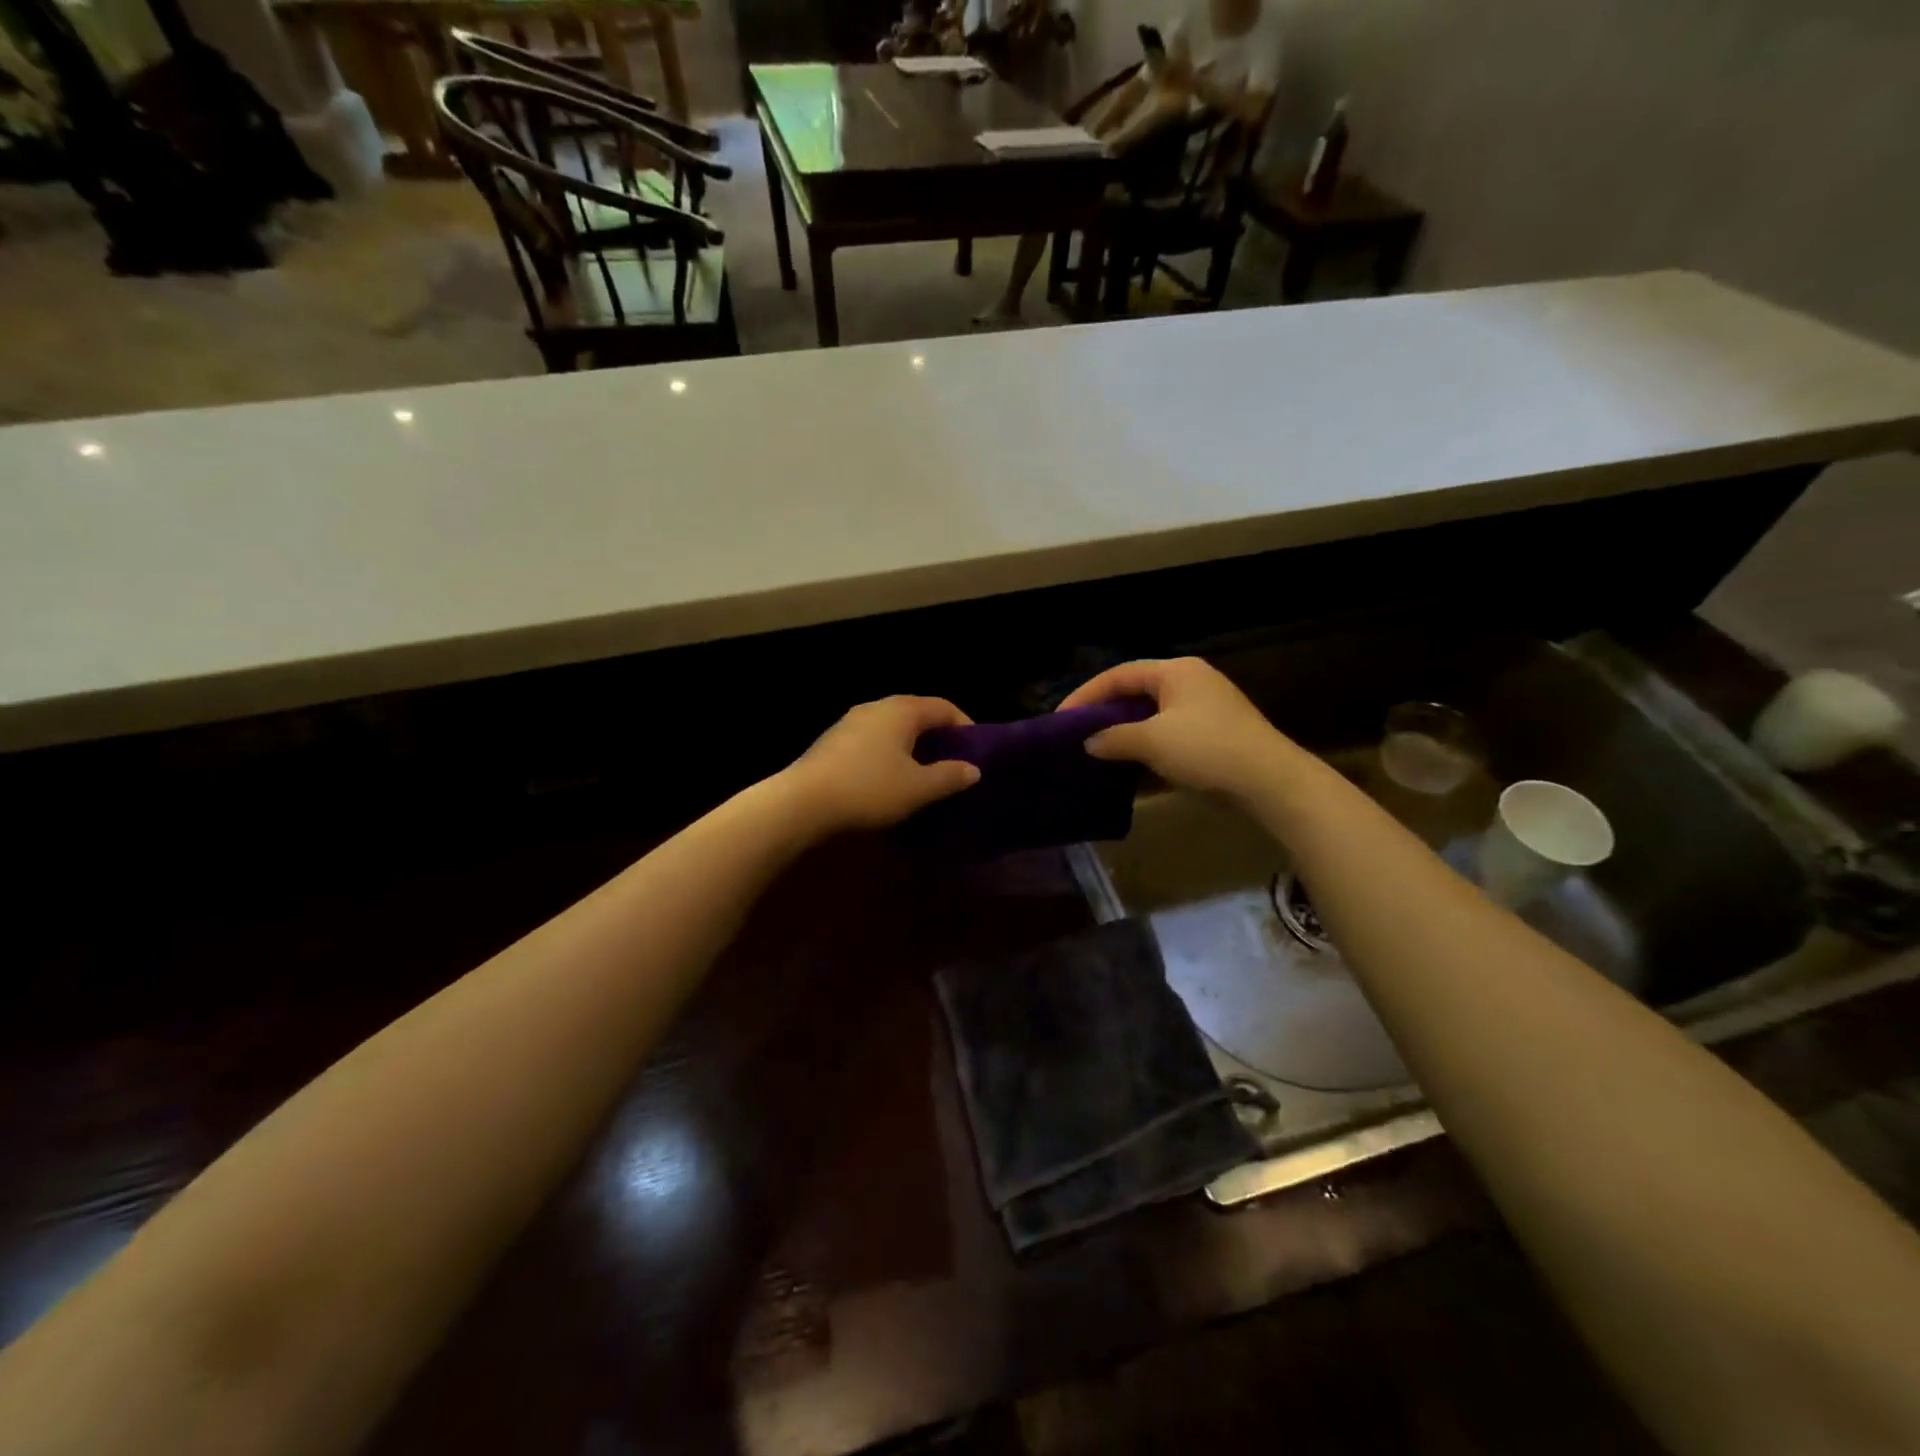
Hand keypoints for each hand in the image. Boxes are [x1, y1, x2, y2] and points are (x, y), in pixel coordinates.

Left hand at [784, 696, 981, 833]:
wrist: (802, 803)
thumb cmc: (869, 789)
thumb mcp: (918, 788)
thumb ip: (949, 776)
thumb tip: (973, 769)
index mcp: (902, 710)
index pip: (943, 707)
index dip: (965, 726)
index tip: (977, 751)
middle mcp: (876, 707)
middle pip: (917, 714)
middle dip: (938, 736)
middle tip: (952, 763)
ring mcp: (850, 722)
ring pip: (892, 728)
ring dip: (911, 746)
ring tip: (923, 773)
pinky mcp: (833, 742)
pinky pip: (872, 741)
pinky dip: (888, 754)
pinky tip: (889, 779)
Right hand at [1058, 657, 1292, 799]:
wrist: (1269, 781)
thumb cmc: (1206, 749)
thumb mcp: (1152, 741)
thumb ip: (1114, 738)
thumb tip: (1089, 742)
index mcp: (1175, 671)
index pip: (1119, 674)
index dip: (1086, 694)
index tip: (1061, 717)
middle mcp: (1191, 680)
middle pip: (1136, 689)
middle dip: (1105, 710)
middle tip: (1077, 731)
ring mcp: (1206, 705)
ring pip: (1153, 711)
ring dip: (1125, 727)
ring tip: (1099, 746)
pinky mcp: (1215, 730)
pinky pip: (1169, 728)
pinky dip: (1146, 740)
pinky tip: (1133, 759)